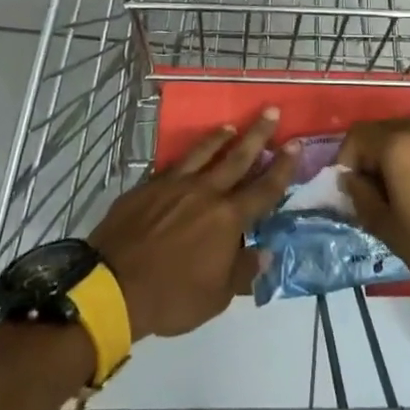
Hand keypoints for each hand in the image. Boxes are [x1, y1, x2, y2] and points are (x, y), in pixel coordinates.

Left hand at [88, 108, 299, 339]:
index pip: (264, 188)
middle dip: (258, 134)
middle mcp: (206, 193)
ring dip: (220, 138)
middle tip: (271, 111)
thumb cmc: (171, 297)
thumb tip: (264, 253)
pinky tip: (189, 155)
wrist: (113, 286)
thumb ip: (242, 271)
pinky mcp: (148, 186)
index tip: (295, 143)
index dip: (283, 166)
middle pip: (238, 157)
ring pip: (203, 152)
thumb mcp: (215, 298)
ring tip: (231, 126)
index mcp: (228, 219)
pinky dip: (187, 156)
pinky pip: (174, 165)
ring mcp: (174, 185)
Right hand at [338, 116, 409, 303]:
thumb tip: (350, 180)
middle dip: (366, 158)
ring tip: (393, 192)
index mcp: (399, 144)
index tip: (347, 191)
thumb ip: (360, 196)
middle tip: (367, 193)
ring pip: (402, 134)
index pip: (356, 137)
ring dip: (389, 156)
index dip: (344, 162)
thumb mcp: (387, 228)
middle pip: (379, 131)